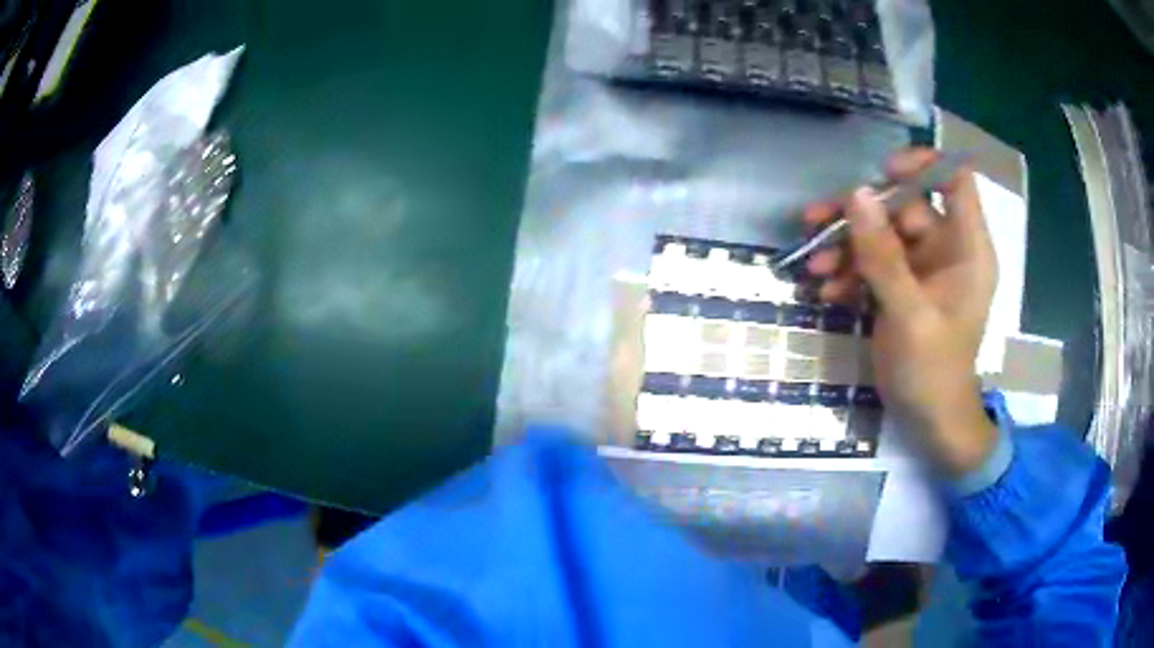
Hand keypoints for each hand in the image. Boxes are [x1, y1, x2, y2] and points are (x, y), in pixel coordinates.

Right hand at [805, 148, 998, 475]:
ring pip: (882, 235)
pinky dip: (849, 273)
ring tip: (814, 268)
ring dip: (846, 247)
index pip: (955, 180)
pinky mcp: (902, 288)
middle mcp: (946, 249)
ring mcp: (922, 270)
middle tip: (817, 224)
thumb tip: (856, 195)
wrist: (930, 423)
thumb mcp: (909, 315)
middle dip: (860, 215)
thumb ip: (884, 256)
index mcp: (966, 248)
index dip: (922, 166)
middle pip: (904, 206)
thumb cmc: (933, 373)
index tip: (883, 173)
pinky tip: (826, 292)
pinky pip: (873, 264)